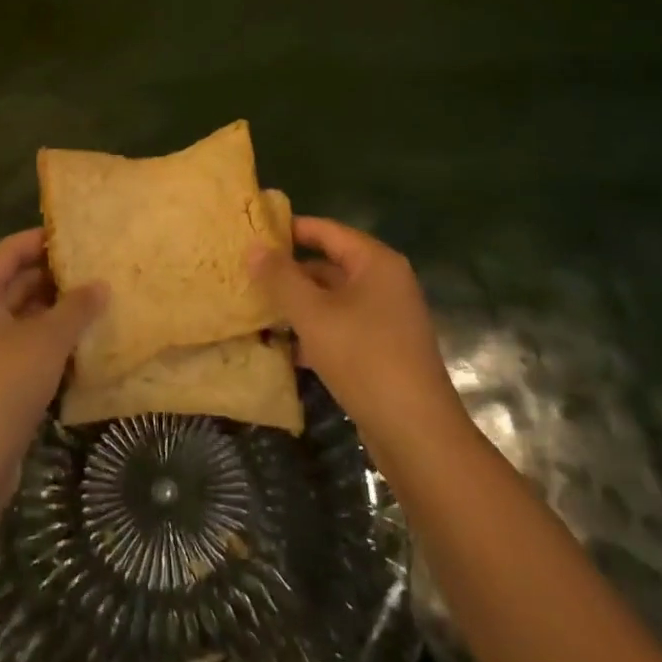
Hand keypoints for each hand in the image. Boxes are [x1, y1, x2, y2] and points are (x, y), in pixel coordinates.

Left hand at [0, 228, 105, 500]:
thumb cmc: (2, 387)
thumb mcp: (46, 341)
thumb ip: (76, 308)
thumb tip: (100, 284)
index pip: (10, 250)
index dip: (43, 239)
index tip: (80, 236)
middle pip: (15, 281)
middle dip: (55, 275)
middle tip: (98, 268)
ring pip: (21, 315)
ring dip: (55, 309)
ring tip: (98, 300)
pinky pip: (22, 344)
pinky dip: (49, 338)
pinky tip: (82, 340)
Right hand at [250, 217, 457, 441]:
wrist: (416, 433)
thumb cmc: (364, 358)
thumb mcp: (314, 315)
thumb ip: (281, 278)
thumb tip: (254, 247)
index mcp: (375, 263)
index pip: (326, 230)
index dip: (290, 229)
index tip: (253, 231)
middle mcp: (384, 283)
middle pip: (329, 264)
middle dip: (289, 272)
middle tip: (246, 273)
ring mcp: (385, 318)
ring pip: (332, 299)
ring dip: (297, 305)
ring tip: (255, 308)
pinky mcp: (382, 350)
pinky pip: (340, 327)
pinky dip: (313, 332)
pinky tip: (281, 347)